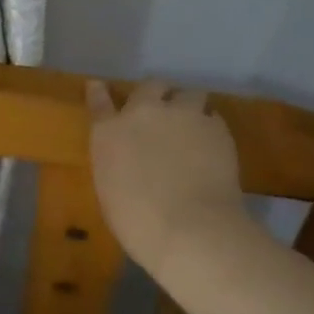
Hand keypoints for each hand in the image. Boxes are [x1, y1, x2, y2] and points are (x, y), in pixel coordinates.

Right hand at [86, 80, 247, 265]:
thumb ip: (117, 162)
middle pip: (150, 86)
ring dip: (188, 106)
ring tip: (193, 125)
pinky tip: (212, 145)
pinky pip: (212, 117)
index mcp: (109, 132)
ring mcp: (182, 115)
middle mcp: (144, 113)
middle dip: (156, 95)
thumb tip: (130, 158)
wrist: (190, 228)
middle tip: (161, 112)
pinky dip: (210, 127)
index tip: (98, 85)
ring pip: (189, 94)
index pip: (99, 101)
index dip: (98, 91)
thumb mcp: (111, 189)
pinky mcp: (215, 126)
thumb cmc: (138, 222)